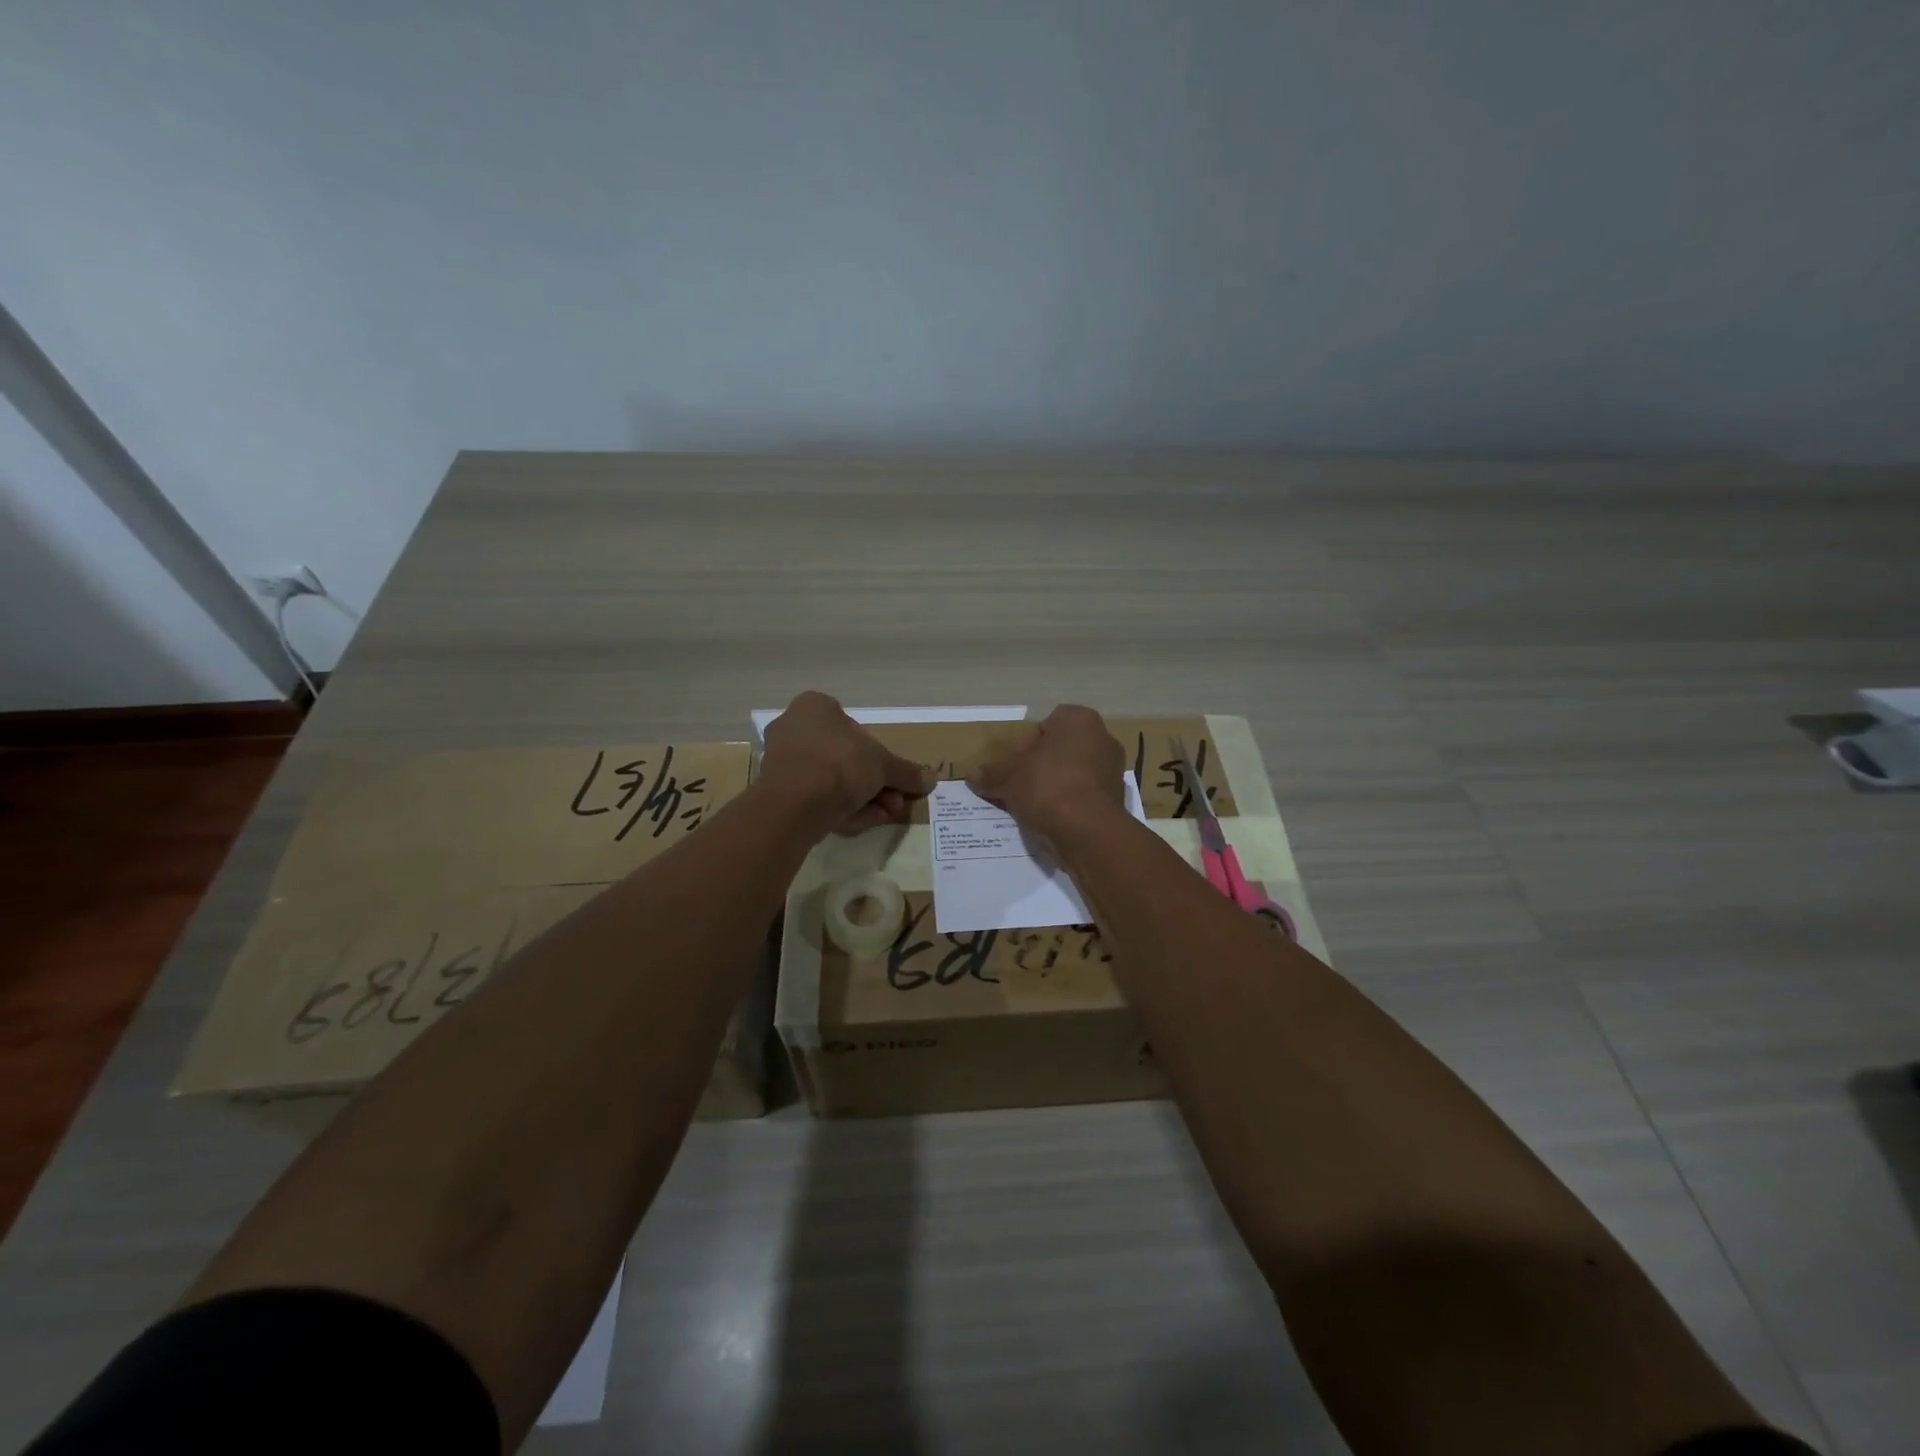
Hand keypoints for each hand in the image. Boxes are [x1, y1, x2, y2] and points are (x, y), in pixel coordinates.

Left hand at [762, 691, 933, 835]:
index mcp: (814, 707)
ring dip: (863, 799)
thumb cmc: (840, 763)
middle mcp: (794, 729)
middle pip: (845, 759)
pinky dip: (840, 810)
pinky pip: (816, 798)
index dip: (877, 754)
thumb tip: (932, 779)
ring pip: (832, 782)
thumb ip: (906, 772)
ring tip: (883, 814)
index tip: (893, 777)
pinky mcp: (777, 793)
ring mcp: (783, 762)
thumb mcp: (883, 765)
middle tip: (894, 800)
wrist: (794, 802)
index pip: (853, 726)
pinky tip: (860, 823)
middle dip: (874, 784)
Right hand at [968, 705, 1123, 837]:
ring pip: (1073, 773)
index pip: (1045, 724)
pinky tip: (1052, 819)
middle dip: (1041, 766)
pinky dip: (1070, 803)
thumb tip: (971, 775)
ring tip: (1033, 806)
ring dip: (1055, 786)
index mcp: (1078, 720)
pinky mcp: (1117, 798)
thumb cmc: (1046, 786)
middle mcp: (1102, 737)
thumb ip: (991, 773)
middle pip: (1061, 749)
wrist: (1086, 830)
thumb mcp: (1008, 778)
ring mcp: (1113, 769)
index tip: (1014, 766)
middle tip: (1020, 786)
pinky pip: (1084, 795)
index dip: (1025, 745)